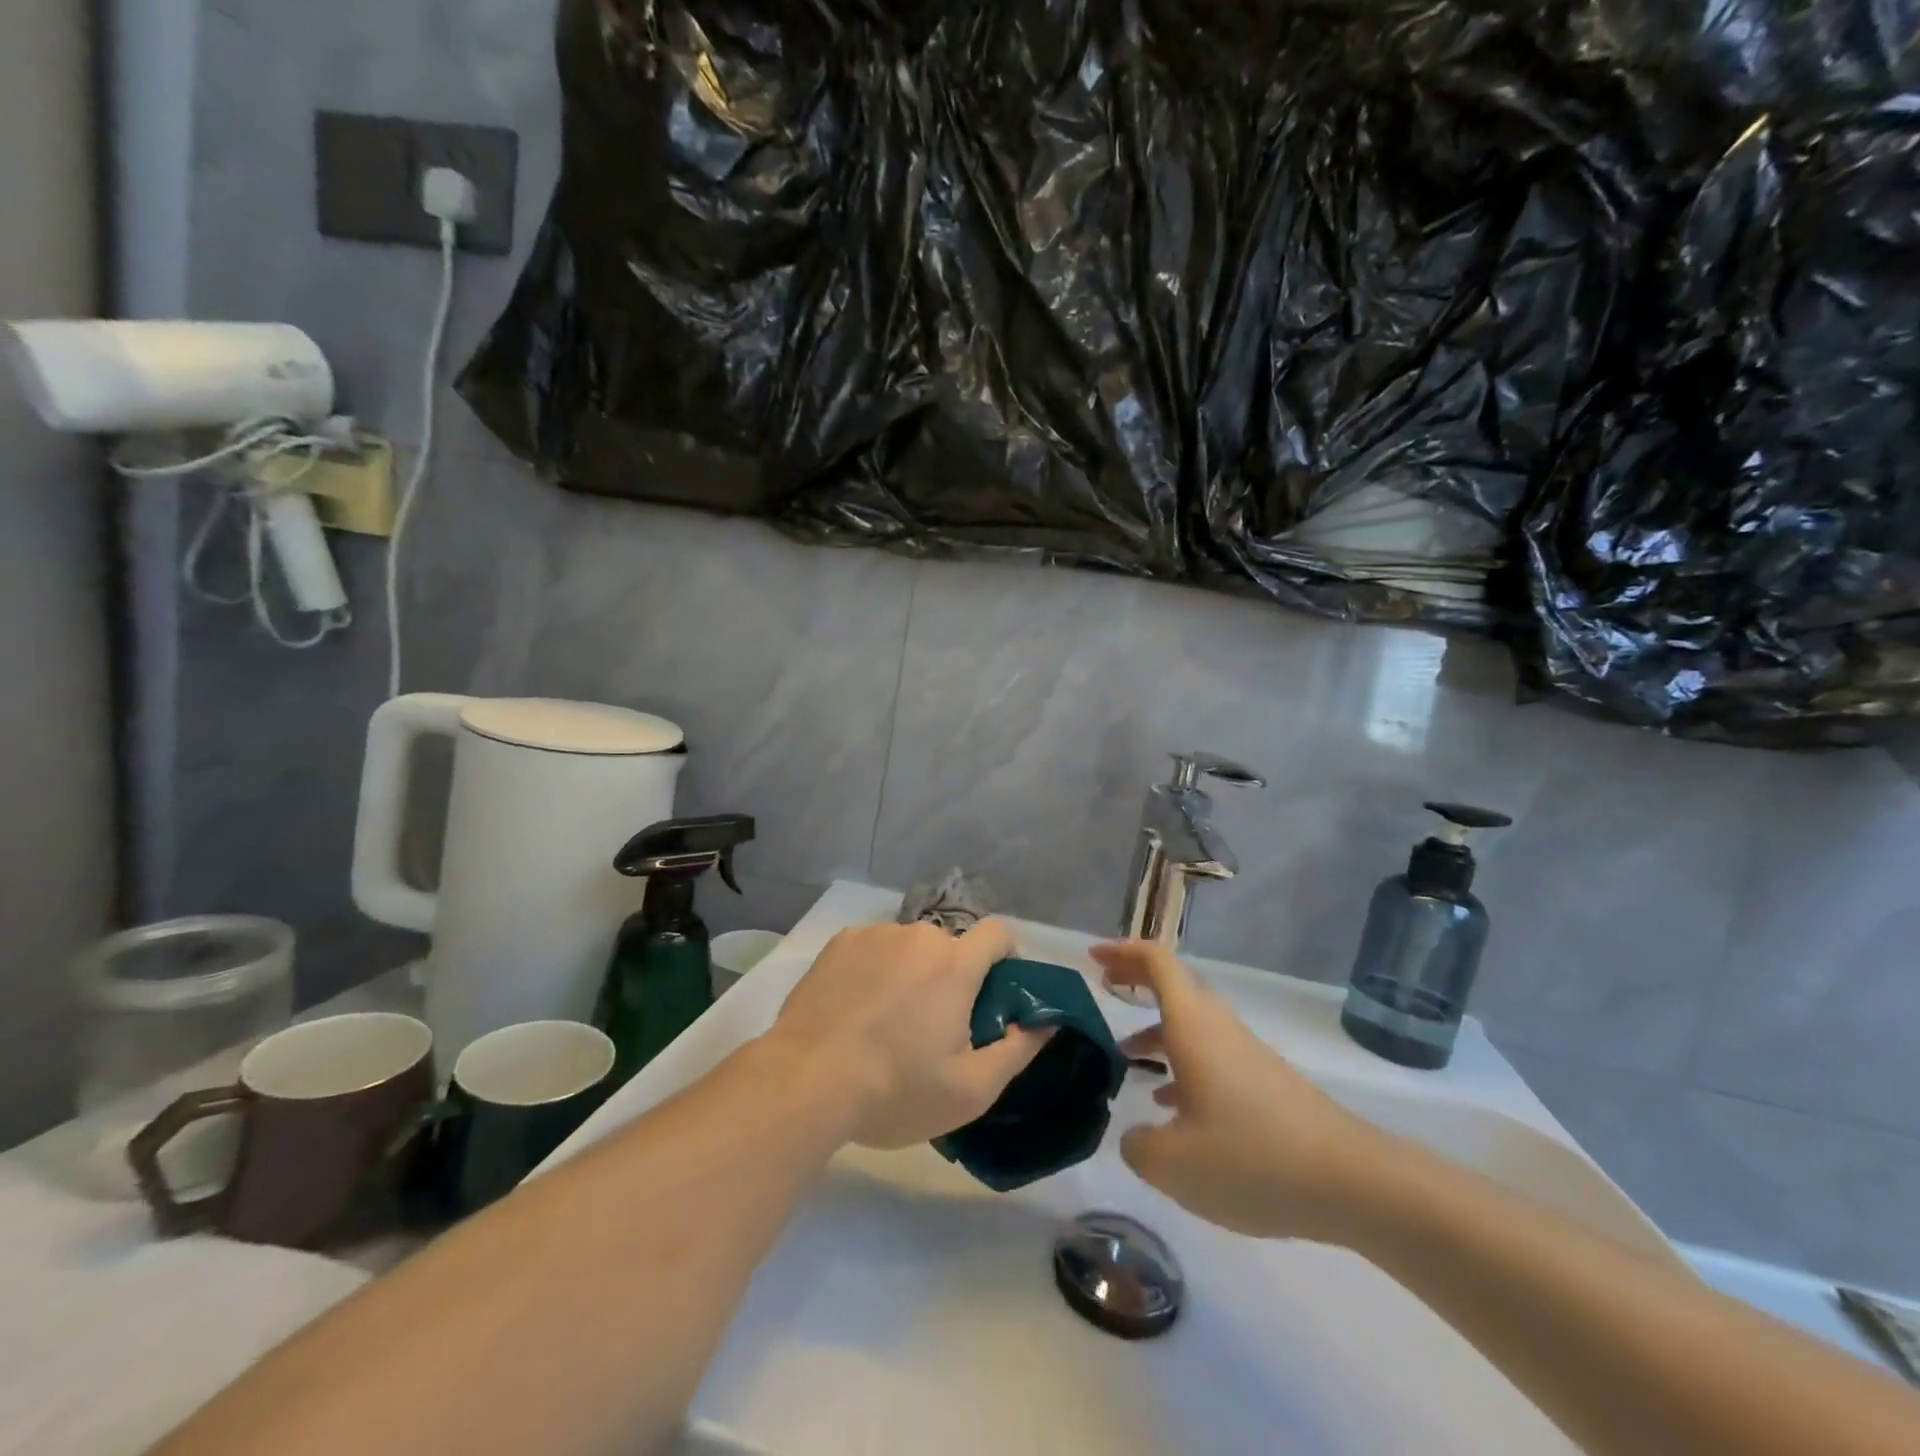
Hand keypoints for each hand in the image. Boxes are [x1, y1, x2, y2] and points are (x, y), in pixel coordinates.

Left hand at [767, 919, 1051, 1149]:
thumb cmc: (895, 1089)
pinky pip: (874, 948)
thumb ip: (1019, 1050)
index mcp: (955, 964)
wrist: (806, 1081)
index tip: (992, 994)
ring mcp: (874, 934)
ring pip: (909, 947)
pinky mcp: (839, 942)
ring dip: (911, 972)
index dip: (1004, 958)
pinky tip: (855, 1009)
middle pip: (950, 947)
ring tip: (886, 1022)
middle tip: (934, 1026)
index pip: (998, 932)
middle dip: (952, 976)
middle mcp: (918, 935)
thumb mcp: (970, 1089)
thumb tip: (1046, 1022)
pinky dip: (875, 970)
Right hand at [1093, 939, 1389, 1241]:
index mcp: (1193, 1027)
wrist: (1352, 1182)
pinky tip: (1170, 1106)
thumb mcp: (1174, 1164)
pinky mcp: (1263, 1083)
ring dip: (1155, 1029)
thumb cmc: (1253, 1159)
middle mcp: (1218, 1028)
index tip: (1093, 957)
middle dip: (1136, 980)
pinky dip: (1180, 1061)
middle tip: (1103, 987)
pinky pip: (1210, 1054)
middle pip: (1174, 985)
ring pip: (1191, 1023)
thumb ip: (1138, 1145)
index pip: (1158, 962)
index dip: (1123, 951)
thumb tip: (1136, 1136)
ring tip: (1124, 1057)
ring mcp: (1244, 1054)